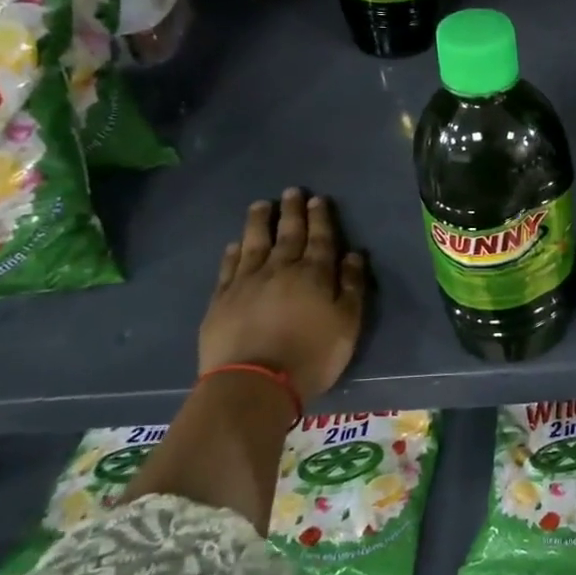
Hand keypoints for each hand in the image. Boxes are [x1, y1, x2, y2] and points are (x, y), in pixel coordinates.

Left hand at [198, 189, 367, 402]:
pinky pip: (229, 267)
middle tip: (292, 191)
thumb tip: (354, 254)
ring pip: (254, 243)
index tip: (318, 200)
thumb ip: (352, 287)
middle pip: (288, 234)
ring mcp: (247, 282)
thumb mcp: (348, 323)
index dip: (321, 218)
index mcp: (315, 275)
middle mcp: (281, 269)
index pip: (321, 239)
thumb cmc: (312, 354)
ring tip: (260, 205)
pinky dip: (233, 252)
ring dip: (258, 222)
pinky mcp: (221, 299)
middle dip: (292, 211)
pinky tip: (235, 244)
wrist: (254, 382)